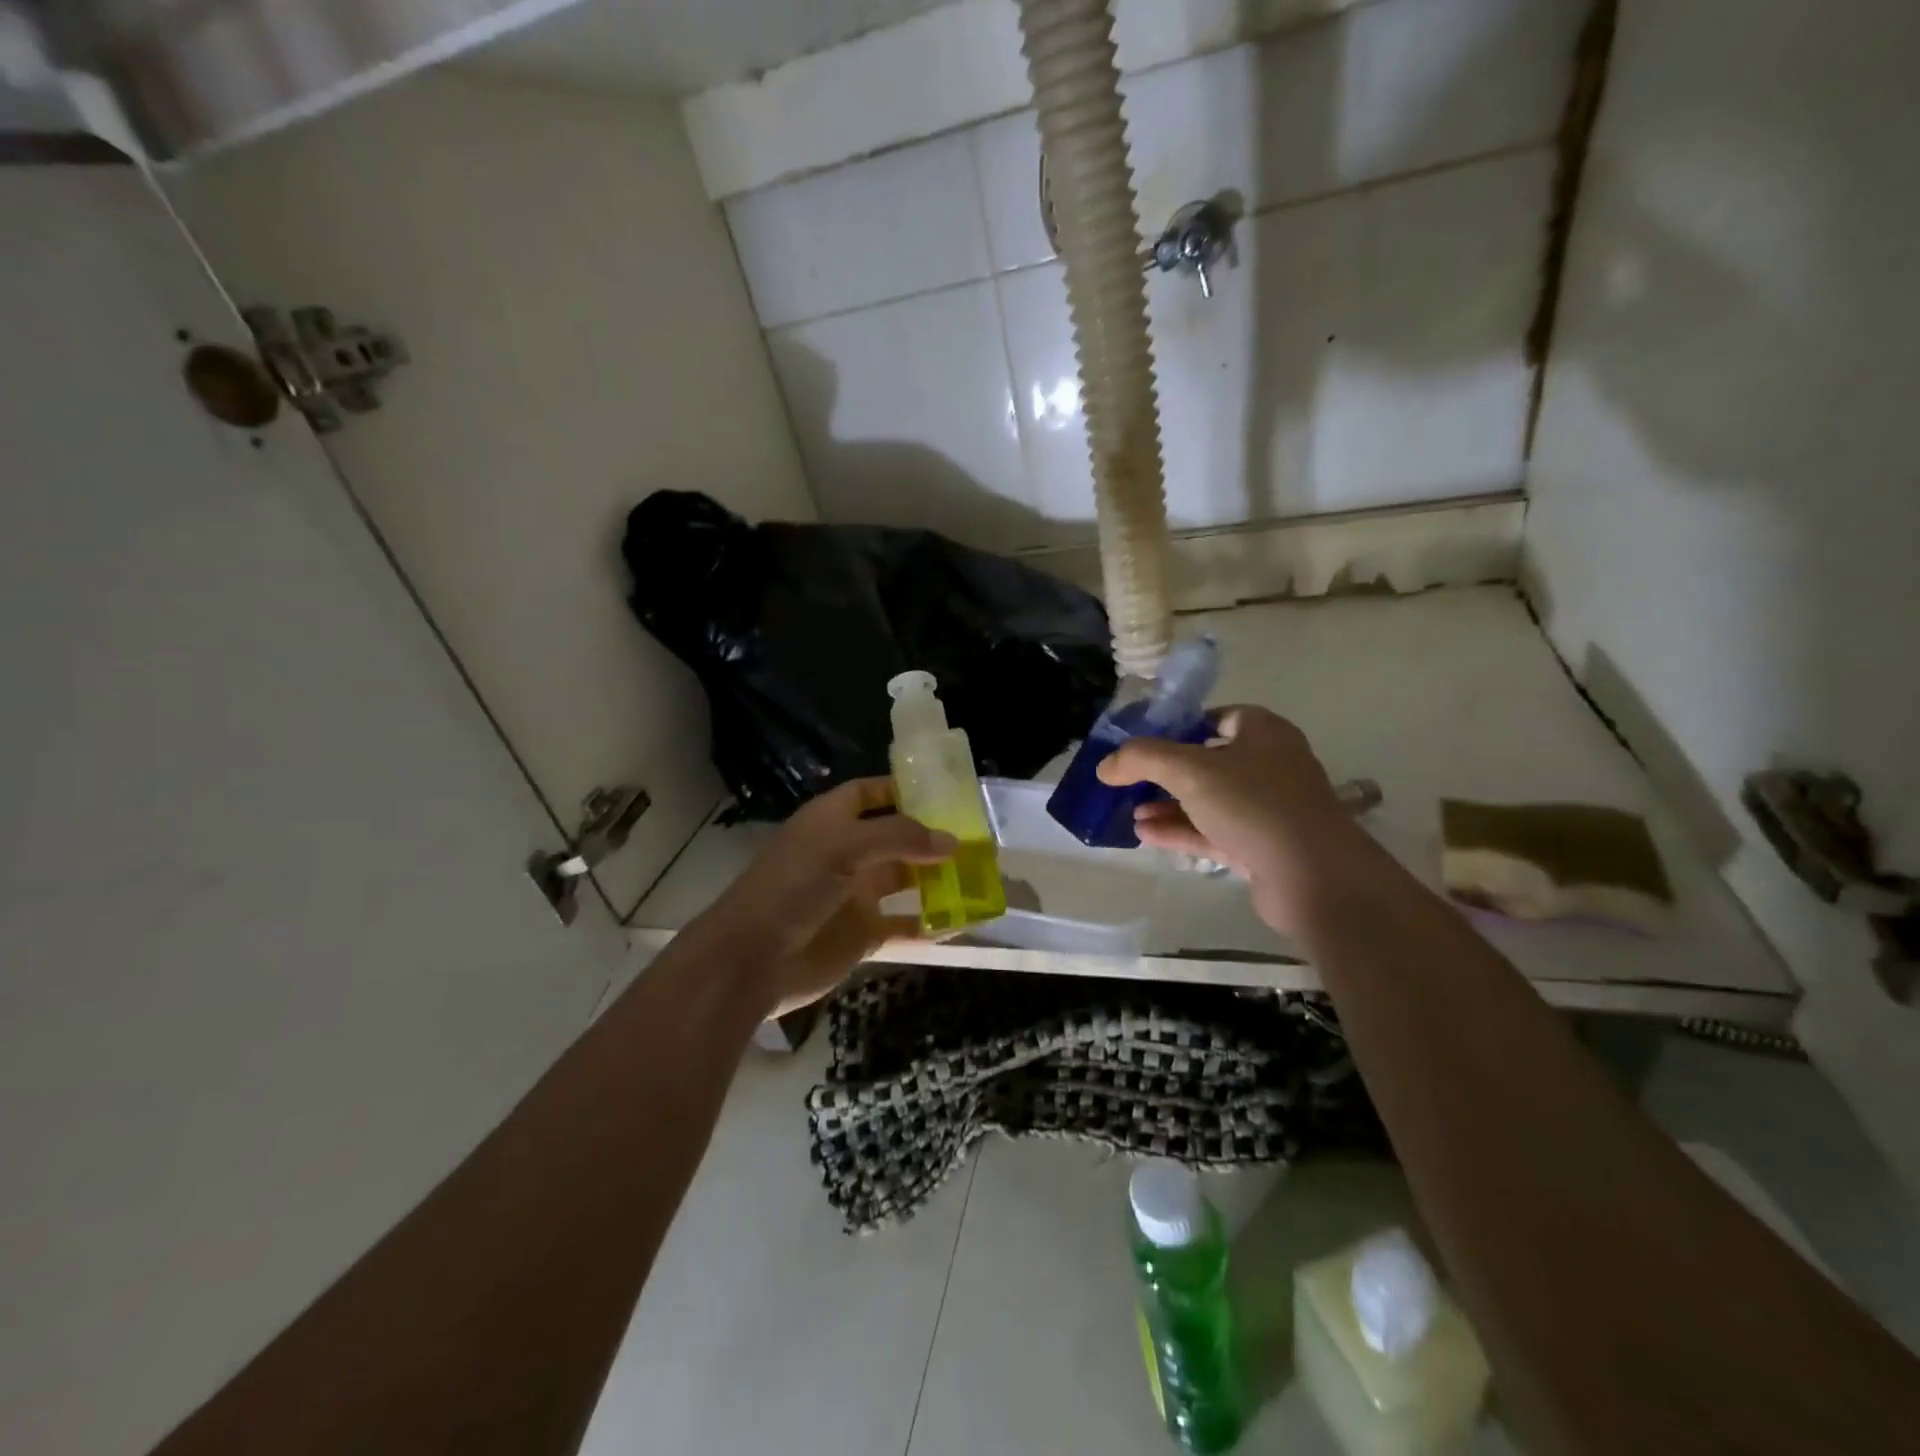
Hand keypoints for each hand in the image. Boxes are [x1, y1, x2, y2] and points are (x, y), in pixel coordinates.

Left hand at [687, 777, 954, 1018]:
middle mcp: (845, 853)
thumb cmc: (794, 886)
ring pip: (904, 880)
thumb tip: (952, 841)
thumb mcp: (845, 847)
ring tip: (979, 875)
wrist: (753, 959)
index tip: (945, 792)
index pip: (870, 793)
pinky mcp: (861, 934)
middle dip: (931, 837)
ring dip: (936, 879)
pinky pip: (903, 926)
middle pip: (894, 837)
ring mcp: (854, 895)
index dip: (902, 789)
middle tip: (977, 837)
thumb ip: (900, 838)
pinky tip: (962, 923)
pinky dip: (929, 925)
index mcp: (831, 821)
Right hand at [1096, 705, 1377, 935]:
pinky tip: (1145, 834)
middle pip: (1208, 761)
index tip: (1144, 744)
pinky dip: (1181, 830)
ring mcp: (1268, 809)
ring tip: (1130, 812)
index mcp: (1263, 732)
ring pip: (1209, 801)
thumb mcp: (1190, 770)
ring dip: (1169, 805)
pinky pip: (1214, 831)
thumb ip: (1142, 759)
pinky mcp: (1262, 846)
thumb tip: (1105, 765)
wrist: (1314, 876)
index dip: (1179, 727)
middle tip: (1130, 781)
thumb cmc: (1254, 804)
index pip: (1217, 718)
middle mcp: (1269, 765)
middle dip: (1166, 773)